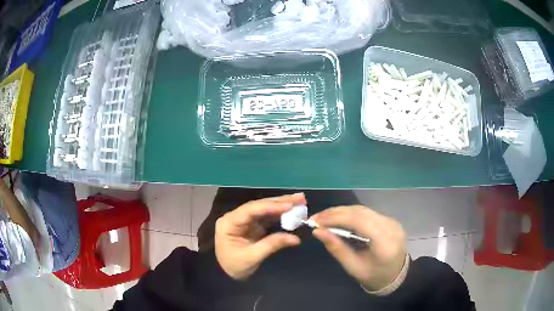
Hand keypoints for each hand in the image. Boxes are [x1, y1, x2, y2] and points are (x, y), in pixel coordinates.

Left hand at [215, 193, 304, 279]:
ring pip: (264, 209)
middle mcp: (236, 216)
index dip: (271, 206)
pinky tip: (291, 210)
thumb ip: (272, 245)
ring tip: (300, 200)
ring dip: (282, 205)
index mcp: (229, 222)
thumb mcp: (252, 257)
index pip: (251, 210)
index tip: (289, 205)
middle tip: (300, 197)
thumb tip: (296, 238)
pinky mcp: (252, 225)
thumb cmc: (235, 266)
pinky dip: (280, 214)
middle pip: (259, 206)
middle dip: (280, 201)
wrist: (226, 274)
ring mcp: (244, 220)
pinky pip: (267, 217)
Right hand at [310, 205, 406, 290]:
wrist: (396, 276)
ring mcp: (392, 221)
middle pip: (360, 212)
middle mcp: (390, 227)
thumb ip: (337, 249)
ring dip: (342, 211)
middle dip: (335, 213)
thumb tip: (317, 231)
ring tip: (323, 217)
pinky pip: (367, 213)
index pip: (359, 221)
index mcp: (384, 243)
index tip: (316, 221)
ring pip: (363, 209)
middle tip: (315, 218)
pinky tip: (338, 218)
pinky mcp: (389, 220)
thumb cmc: (374, 277)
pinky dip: (350, 214)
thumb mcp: (353, 268)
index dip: (336, 218)